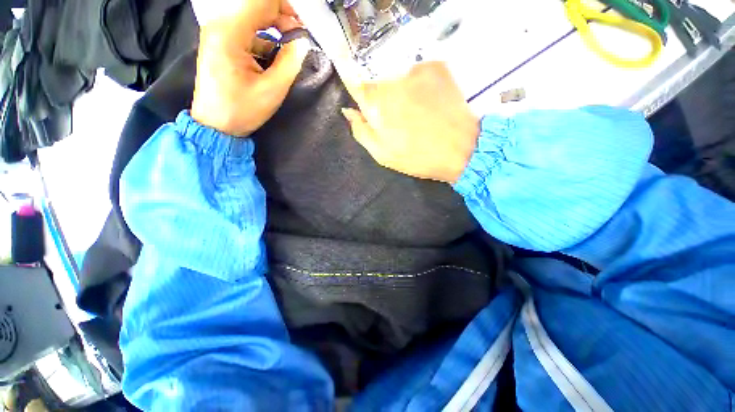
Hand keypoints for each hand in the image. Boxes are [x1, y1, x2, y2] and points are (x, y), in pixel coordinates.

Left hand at [190, 0, 309, 135]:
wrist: (216, 125)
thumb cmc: (243, 110)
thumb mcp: (273, 89)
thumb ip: (291, 62)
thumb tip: (302, 42)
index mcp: (230, 32)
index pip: (262, 1)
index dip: (287, 9)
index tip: (304, 27)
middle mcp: (221, 25)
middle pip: (256, 6)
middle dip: (282, 17)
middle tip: (300, 37)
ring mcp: (219, 33)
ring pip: (253, 17)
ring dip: (274, 28)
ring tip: (291, 47)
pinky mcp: (221, 43)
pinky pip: (247, 30)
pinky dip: (265, 38)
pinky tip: (276, 54)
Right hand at [340, 62, 479, 182]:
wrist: (462, 150)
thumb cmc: (417, 156)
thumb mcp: (382, 153)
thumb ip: (362, 131)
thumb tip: (349, 112)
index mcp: (377, 103)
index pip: (356, 85)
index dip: (358, 92)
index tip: (366, 103)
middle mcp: (393, 78)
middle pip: (378, 82)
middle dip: (383, 99)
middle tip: (397, 119)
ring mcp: (417, 70)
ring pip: (398, 77)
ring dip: (401, 93)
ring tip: (416, 114)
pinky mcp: (437, 67)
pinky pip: (418, 73)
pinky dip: (419, 86)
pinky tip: (428, 104)